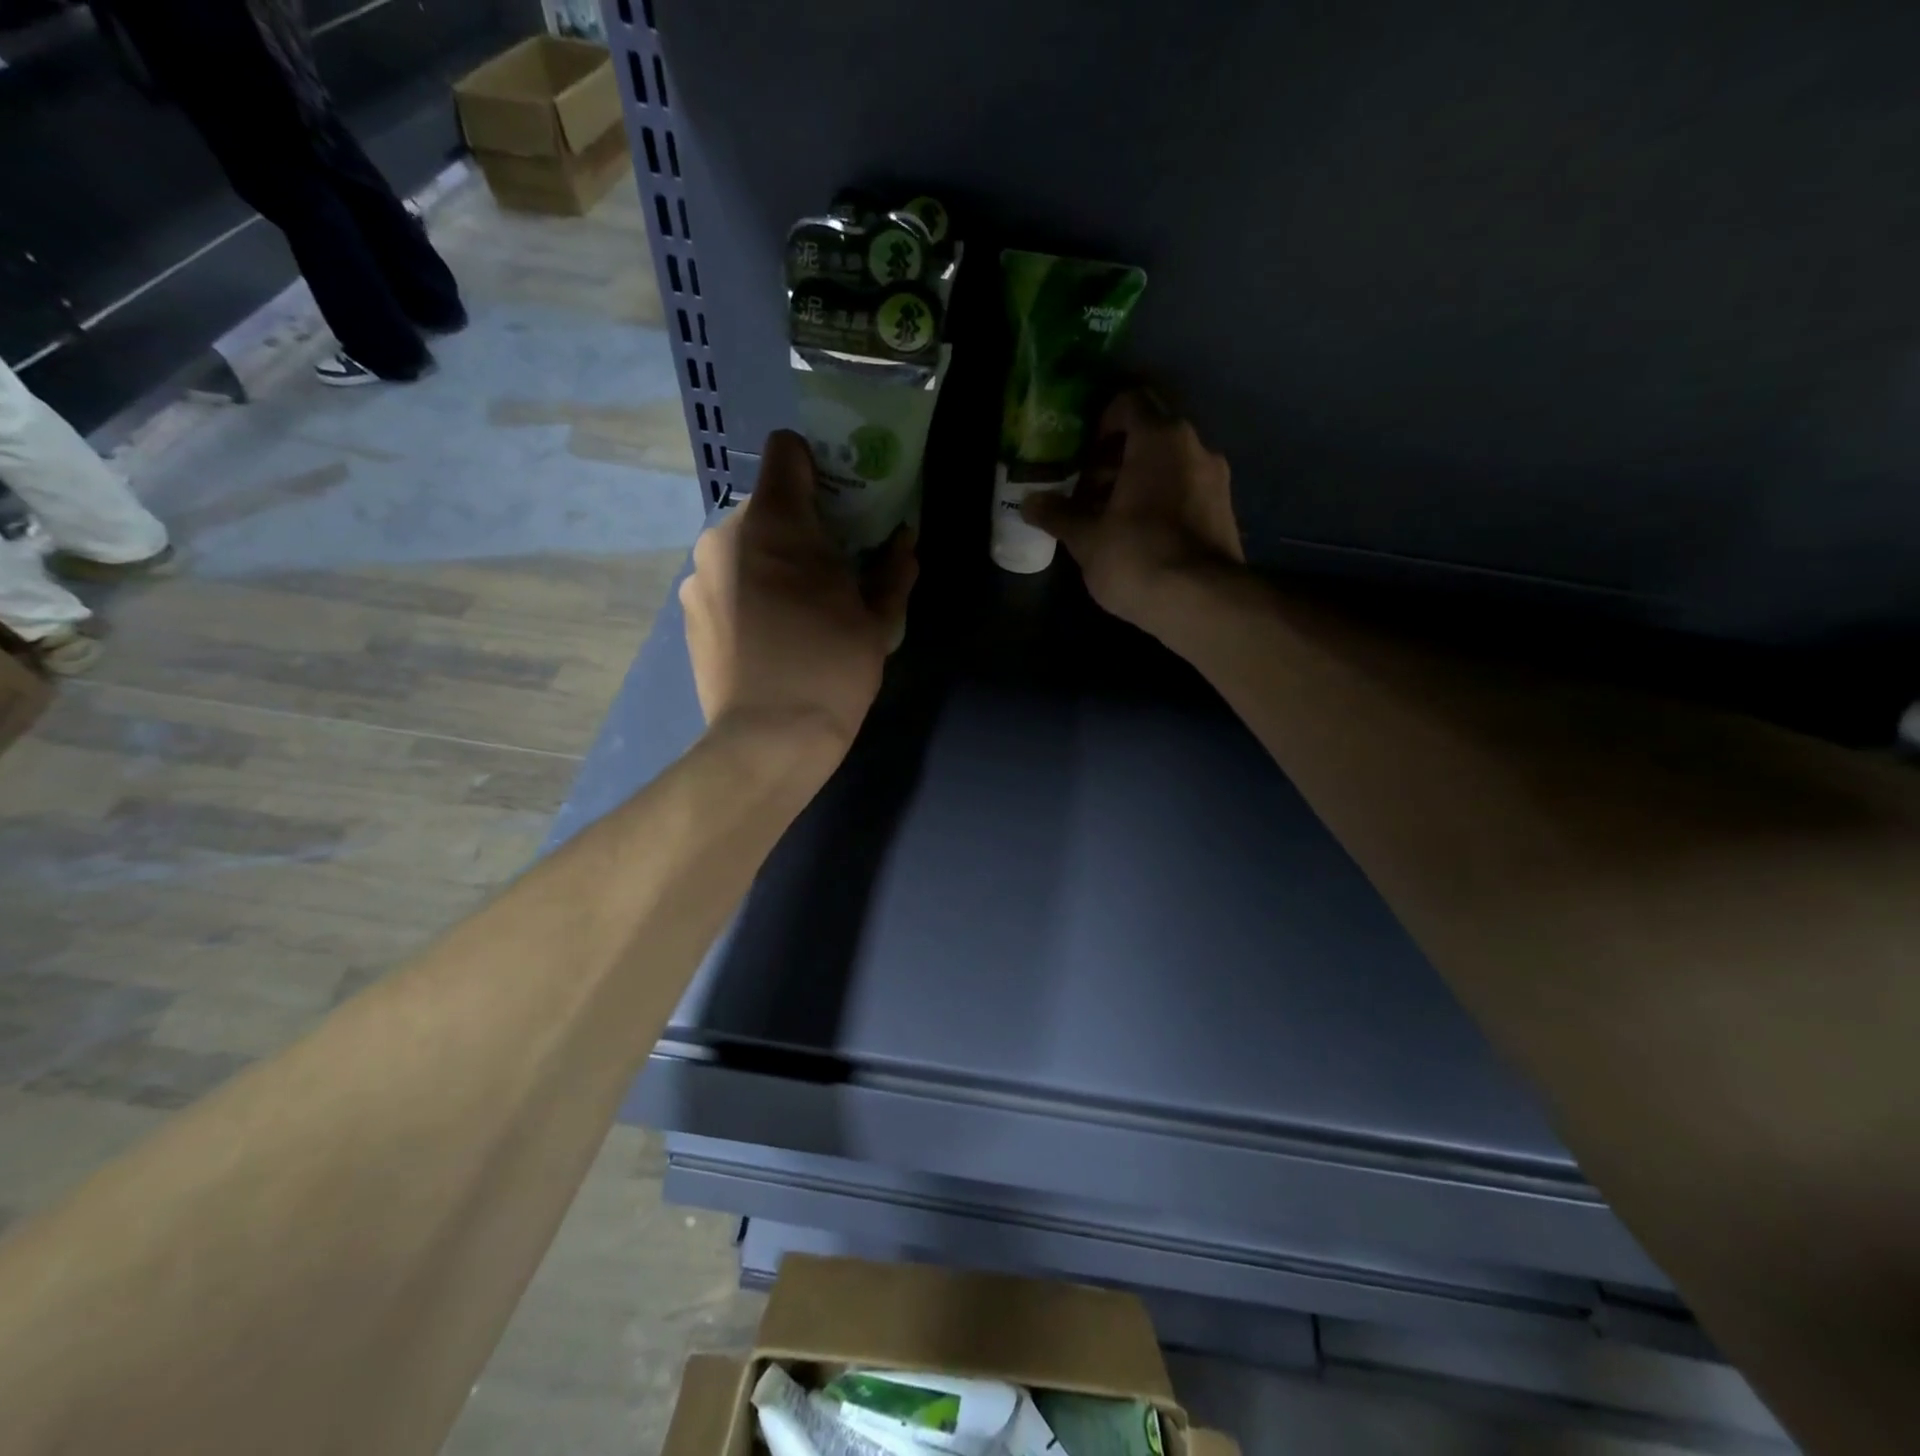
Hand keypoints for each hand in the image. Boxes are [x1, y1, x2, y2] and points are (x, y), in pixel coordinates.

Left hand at [681, 431, 916, 749]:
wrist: (768, 740)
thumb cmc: (831, 669)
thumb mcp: (876, 621)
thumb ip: (892, 570)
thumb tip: (904, 542)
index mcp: (775, 522)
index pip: (787, 450)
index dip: (817, 468)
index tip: (840, 505)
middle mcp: (724, 535)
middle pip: (767, 506)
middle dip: (799, 528)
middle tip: (830, 572)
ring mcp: (698, 574)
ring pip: (743, 546)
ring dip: (771, 563)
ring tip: (797, 612)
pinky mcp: (686, 611)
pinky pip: (724, 581)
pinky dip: (747, 592)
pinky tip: (768, 636)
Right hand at [1021, 389, 1243, 635]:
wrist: (1201, 603)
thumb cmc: (1137, 557)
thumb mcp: (1086, 538)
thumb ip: (1058, 514)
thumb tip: (1029, 501)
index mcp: (1160, 439)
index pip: (1129, 403)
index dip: (1100, 423)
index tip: (1081, 456)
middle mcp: (1195, 447)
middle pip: (1150, 436)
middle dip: (1115, 459)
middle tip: (1086, 491)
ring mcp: (1216, 480)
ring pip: (1170, 466)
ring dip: (1139, 482)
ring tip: (1109, 519)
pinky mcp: (1225, 512)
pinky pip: (1186, 492)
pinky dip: (1162, 502)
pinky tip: (1140, 537)